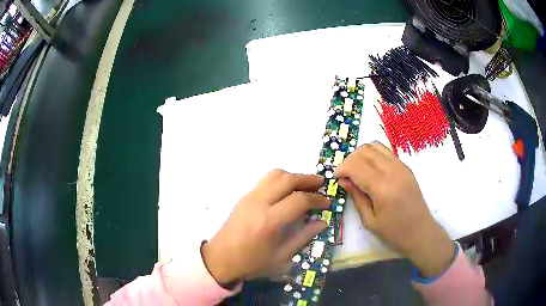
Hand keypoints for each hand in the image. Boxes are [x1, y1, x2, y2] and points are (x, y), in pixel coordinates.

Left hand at [201, 169, 329, 284]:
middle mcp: (259, 203)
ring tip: (305, 184)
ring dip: (293, 176)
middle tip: (321, 184)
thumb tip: (321, 222)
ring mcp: (249, 197)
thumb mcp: (281, 257)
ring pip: (275, 175)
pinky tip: (287, 191)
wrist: (220, 259)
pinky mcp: (243, 197)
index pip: (299, 200)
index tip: (327, 203)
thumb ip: (303, 237)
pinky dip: (280, 179)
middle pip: (287, 179)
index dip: (317, 199)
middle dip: (307, 179)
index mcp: (269, 221)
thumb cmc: (251, 263)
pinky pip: (265, 180)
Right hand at [336, 142, 454, 276]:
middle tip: (345, 175)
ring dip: (361, 154)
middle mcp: (393, 171)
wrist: (421, 232)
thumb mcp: (370, 220)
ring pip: (375, 146)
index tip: (336, 178)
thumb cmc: (394, 232)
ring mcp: (402, 166)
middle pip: (365, 150)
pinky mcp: (406, 166)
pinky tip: (371, 170)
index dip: (342, 168)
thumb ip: (356, 197)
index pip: (356, 165)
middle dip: (350, 159)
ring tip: (357, 170)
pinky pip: (386, 151)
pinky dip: (373, 155)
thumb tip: (343, 180)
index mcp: (383, 188)